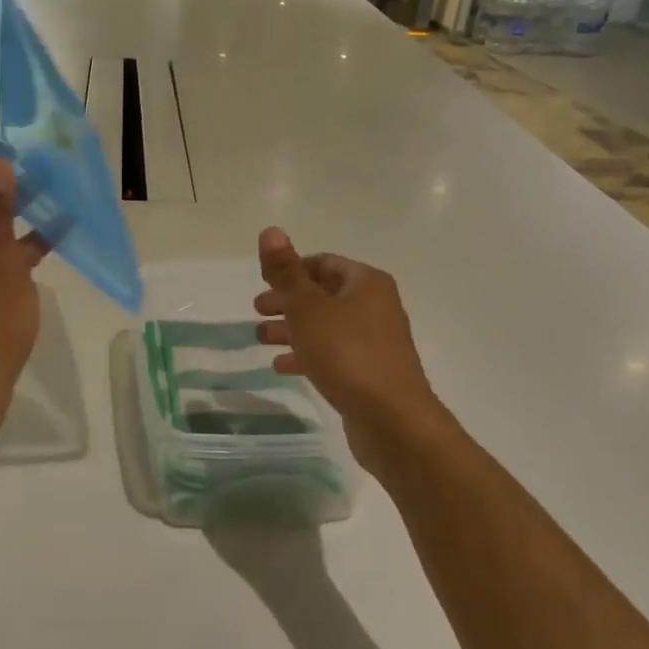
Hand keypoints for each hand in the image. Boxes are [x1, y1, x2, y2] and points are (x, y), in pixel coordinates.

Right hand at [253, 228, 439, 459]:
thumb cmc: (346, 353)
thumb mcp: (307, 308)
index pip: (324, 263)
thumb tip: (270, 230)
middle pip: (324, 295)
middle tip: (257, 311)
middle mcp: (375, 306)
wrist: (392, 418)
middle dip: (288, 301)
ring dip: (293, 329)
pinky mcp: (370, 372)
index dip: (292, 269)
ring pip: (326, 326)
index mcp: (365, 282)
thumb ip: (286, 271)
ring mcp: (375, 341)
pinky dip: (307, 354)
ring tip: (260, 339)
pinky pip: (333, 353)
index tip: (264, 282)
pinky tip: (282, 366)